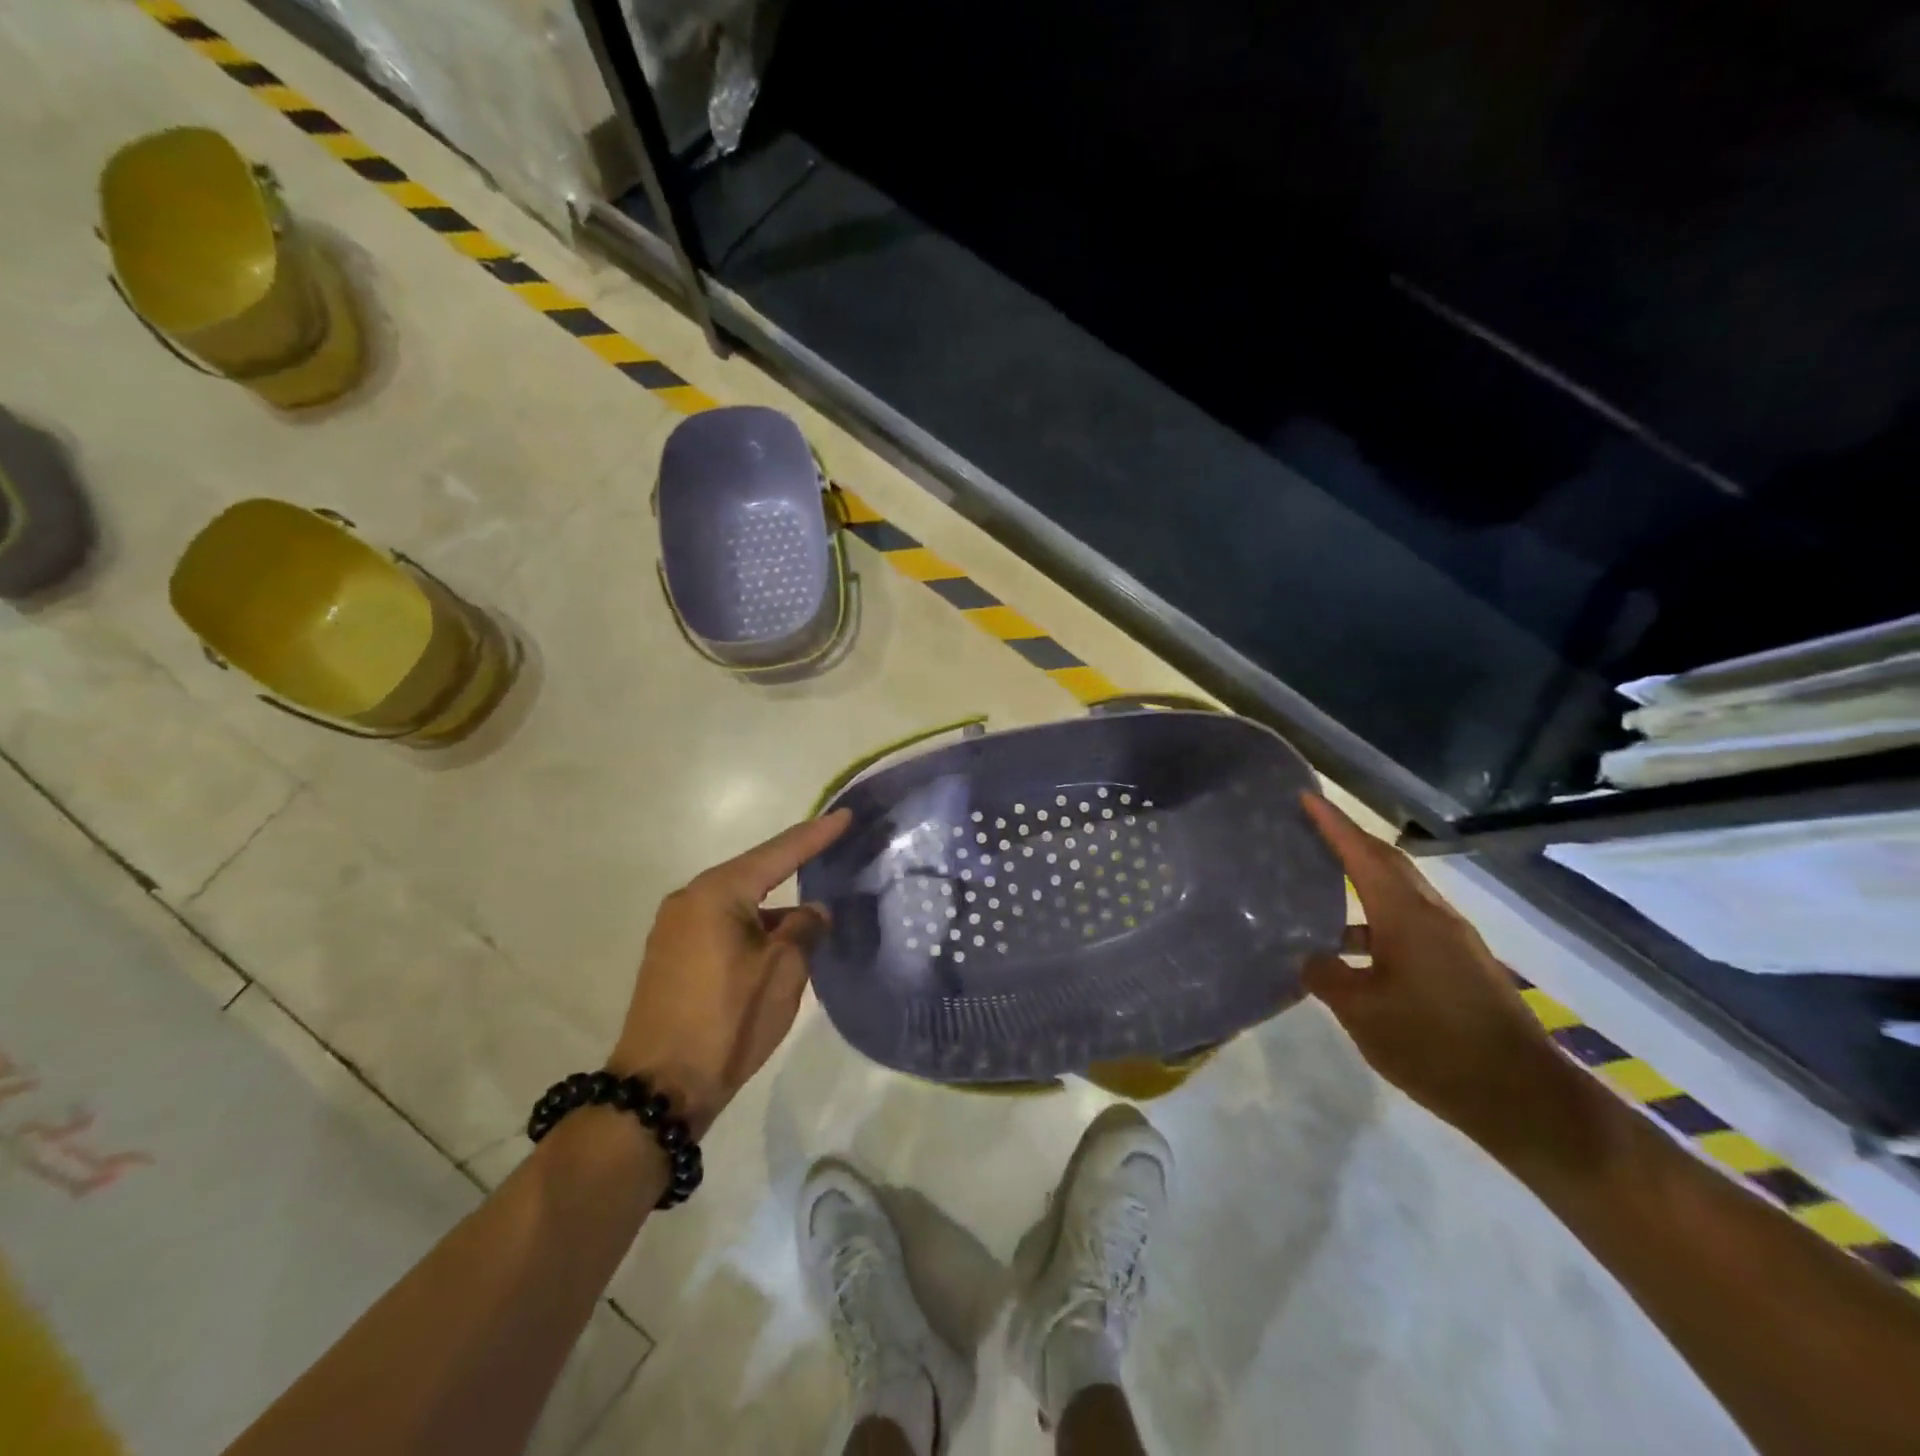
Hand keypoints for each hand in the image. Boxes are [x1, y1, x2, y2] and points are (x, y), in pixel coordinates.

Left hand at [609, 810, 850, 1135]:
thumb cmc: (727, 1021)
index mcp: (716, 893)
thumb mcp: (783, 972)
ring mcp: (675, 929)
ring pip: (738, 903)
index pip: (779, 853)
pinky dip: (753, 926)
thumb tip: (813, 911)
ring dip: (774, 906)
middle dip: (794, 865)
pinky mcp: (671, 956)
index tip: (847, 815)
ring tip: (813, 912)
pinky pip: (722, 924)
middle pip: (754, 873)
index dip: (816, 835)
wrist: (659, 1089)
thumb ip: (804, 929)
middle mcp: (690, 899)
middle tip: (833, 850)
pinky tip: (778, 941)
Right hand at [1299, 794, 1586, 1161]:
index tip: (1305, 796)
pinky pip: (1410, 921)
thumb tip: (1309, 957)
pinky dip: (1377, 916)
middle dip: (1350, 840)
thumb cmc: (1434, 1046)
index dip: (1332, 824)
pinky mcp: (1462, 965)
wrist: (1523, 1098)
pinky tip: (1353, 946)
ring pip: (1401, 893)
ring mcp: (1453, 941)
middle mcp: (1434, 916)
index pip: (1362, 854)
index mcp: (1407, 916)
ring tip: (1321, 884)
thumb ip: (1326, 976)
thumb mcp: (1361, 1013)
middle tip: (1310, 828)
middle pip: (1387, 863)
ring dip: (1363, 879)